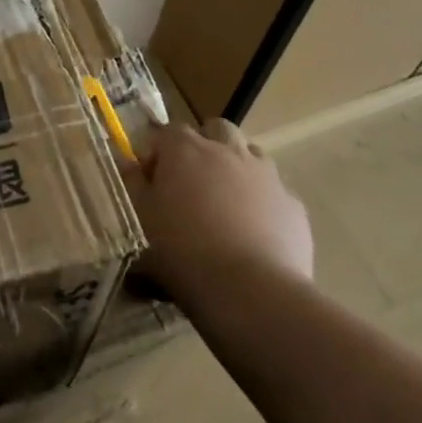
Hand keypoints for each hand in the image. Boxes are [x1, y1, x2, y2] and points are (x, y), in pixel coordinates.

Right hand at [122, 118, 313, 294]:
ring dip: (237, 169)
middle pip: (216, 129)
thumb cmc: (183, 250)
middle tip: (193, 182)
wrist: (251, 293)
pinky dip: (264, 204)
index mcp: (185, 148)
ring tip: (226, 205)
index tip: (151, 181)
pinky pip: (276, 193)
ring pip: (250, 155)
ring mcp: (266, 175)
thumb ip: (132, 183)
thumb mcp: (140, 217)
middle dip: (204, 146)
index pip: (168, 131)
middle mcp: (227, 150)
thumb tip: (128, 163)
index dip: (158, 153)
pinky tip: (256, 234)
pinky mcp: (293, 206)